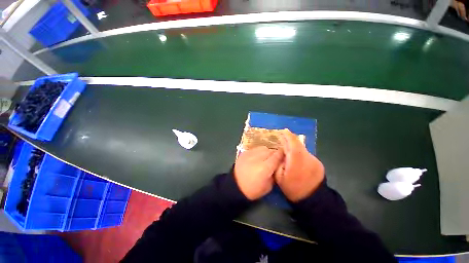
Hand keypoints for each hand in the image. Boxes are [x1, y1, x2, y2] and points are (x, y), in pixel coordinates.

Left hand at [234, 146, 282, 199]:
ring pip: (263, 148)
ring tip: (266, 157)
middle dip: (275, 154)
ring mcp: (250, 154)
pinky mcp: (244, 152)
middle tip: (276, 159)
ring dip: (267, 152)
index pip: (277, 156)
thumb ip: (274, 173)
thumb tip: (278, 165)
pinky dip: (259, 152)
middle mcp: (257, 158)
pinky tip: (258, 157)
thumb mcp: (268, 187)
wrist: (235, 186)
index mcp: (265, 168)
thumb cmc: (253, 190)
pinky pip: (255, 149)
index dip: (282, 154)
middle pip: (270, 151)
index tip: (285, 155)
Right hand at [275, 129, 324, 201]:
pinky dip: (300, 153)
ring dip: (295, 147)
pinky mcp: (318, 163)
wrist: (314, 200)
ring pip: (303, 149)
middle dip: (290, 140)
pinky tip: (296, 159)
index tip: (284, 130)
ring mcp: (315, 160)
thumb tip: (281, 153)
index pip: (293, 144)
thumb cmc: (293, 189)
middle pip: (298, 144)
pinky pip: (306, 154)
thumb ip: (279, 162)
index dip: (288, 136)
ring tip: (288, 151)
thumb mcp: (279, 177)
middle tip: (283, 138)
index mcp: (296, 162)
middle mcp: (307, 158)